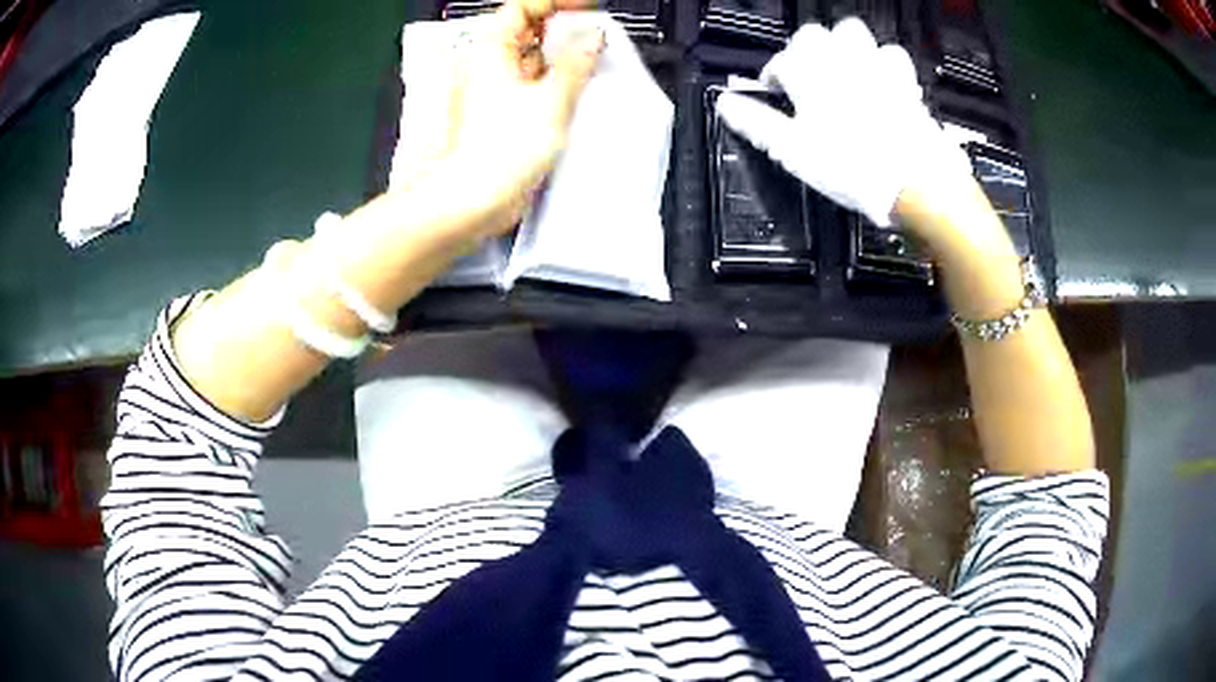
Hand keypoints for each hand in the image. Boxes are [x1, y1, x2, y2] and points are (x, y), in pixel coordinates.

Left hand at [412, 0, 605, 238]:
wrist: (479, 197)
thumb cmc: (499, 150)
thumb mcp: (552, 98)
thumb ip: (576, 63)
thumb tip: (593, 39)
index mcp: (493, 51)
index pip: (523, 8)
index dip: (555, 3)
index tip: (587, 7)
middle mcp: (493, 67)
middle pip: (530, 31)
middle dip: (565, 28)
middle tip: (597, 35)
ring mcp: (501, 90)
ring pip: (536, 58)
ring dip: (565, 56)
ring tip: (595, 61)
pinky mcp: (510, 113)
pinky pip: (538, 85)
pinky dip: (560, 82)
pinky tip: (581, 89)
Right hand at [716, 19, 972, 229]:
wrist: (916, 182)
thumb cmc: (851, 166)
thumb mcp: (793, 151)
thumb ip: (757, 123)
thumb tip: (725, 104)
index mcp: (807, 71)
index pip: (778, 62)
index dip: (772, 79)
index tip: (774, 97)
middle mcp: (839, 57)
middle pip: (813, 35)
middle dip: (804, 52)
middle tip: (805, 81)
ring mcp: (875, 63)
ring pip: (852, 33)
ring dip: (841, 47)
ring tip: (840, 72)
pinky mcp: (905, 79)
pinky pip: (889, 54)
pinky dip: (880, 62)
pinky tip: (879, 81)